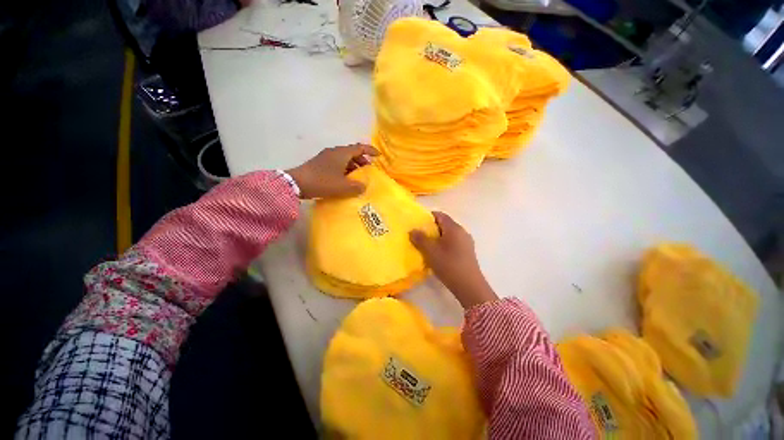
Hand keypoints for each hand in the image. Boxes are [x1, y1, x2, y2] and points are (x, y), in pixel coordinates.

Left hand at [286, 144, 378, 198]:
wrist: (296, 183)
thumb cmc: (322, 182)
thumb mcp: (342, 187)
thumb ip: (356, 187)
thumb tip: (363, 187)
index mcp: (342, 153)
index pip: (360, 147)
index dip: (370, 150)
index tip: (378, 156)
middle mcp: (334, 152)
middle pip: (352, 153)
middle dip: (362, 161)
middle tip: (368, 171)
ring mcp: (326, 157)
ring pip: (344, 159)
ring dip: (353, 166)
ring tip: (358, 177)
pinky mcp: (320, 164)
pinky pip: (337, 163)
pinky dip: (345, 169)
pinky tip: (345, 180)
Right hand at [410, 212, 497, 308]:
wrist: (469, 286)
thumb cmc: (449, 265)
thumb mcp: (430, 251)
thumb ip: (420, 239)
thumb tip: (412, 230)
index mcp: (454, 228)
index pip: (440, 215)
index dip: (428, 217)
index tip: (418, 224)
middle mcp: (462, 232)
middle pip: (444, 224)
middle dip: (431, 229)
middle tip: (419, 236)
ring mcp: (466, 242)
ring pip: (449, 235)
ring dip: (437, 238)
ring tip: (426, 246)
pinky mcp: (467, 252)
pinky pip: (453, 243)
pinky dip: (444, 245)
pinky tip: (438, 255)